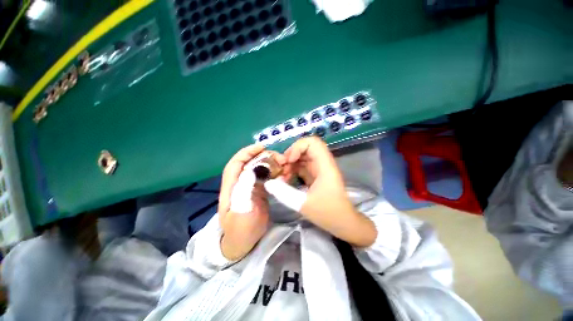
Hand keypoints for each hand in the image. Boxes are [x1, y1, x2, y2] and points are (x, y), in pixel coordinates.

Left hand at [218, 145, 285, 260]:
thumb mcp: (240, 211)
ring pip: (260, 169)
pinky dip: (275, 173)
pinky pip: (267, 177)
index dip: (247, 152)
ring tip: (284, 164)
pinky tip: (283, 173)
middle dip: (264, 157)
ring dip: (271, 164)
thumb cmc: (240, 229)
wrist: (245, 243)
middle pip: (251, 163)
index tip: (261, 147)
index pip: (236, 163)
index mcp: (231, 186)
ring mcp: (251, 187)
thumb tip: (250, 170)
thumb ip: (243, 190)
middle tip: (279, 157)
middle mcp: (241, 183)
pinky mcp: (260, 191)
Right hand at [265, 137, 376, 246]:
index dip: (298, 147)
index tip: (289, 161)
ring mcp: (319, 169)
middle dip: (291, 155)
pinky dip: (293, 170)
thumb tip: (268, 183)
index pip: (312, 142)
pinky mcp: (315, 175)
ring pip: (302, 156)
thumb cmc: (328, 213)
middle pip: (305, 147)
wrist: (343, 222)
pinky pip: (302, 166)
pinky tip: (287, 180)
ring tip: (282, 176)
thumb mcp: (303, 204)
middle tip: (281, 168)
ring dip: (290, 163)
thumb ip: (284, 193)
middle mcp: (322, 163)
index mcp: (324, 165)